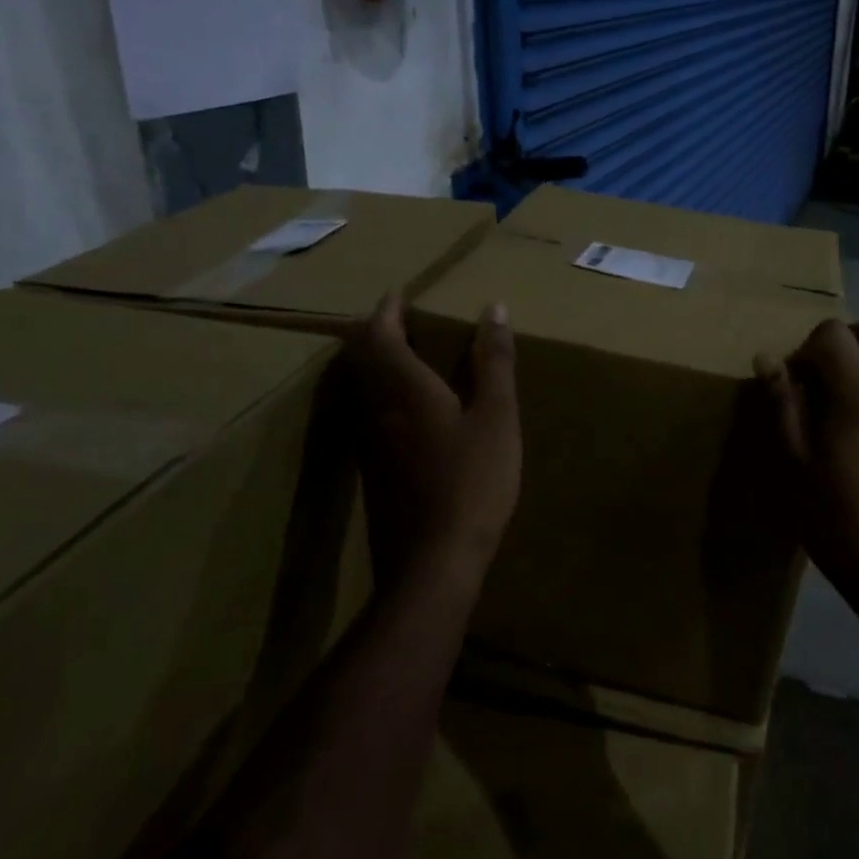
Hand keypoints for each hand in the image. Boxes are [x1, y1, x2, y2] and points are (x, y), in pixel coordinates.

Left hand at [344, 294, 519, 588]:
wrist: (432, 564)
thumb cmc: (472, 483)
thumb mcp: (496, 417)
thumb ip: (494, 362)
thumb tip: (494, 308)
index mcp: (404, 387)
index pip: (380, 333)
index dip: (388, 310)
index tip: (401, 294)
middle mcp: (376, 408)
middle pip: (361, 357)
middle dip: (377, 331)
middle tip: (404, 320)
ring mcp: (369, 442)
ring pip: (361, 386)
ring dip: (377, 362)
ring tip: (408, 356)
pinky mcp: (373, 469)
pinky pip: (368, 412)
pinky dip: (382, 393)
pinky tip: (410, 409)